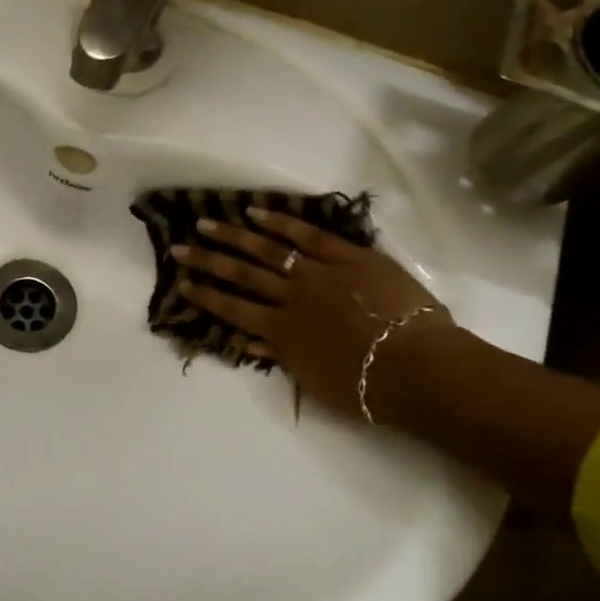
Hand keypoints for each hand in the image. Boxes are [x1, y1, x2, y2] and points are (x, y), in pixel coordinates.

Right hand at [173, 208, 451, 420]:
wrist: (420, 369)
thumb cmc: (367, 388)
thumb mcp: (315, 382)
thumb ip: (282, 356)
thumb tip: (250, 340)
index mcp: (282, 330)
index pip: (233, 309)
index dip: (206, 297)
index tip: (182, 284)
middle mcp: (291, 297)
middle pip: (241, 274)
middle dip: (207, 260)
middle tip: (179, 247)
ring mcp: (319, 272)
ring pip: (268, 249)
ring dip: (234, 236)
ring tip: (207, 223)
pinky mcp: (350, 257)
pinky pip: (310, 235)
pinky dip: (283, 223)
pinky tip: (258, 212)